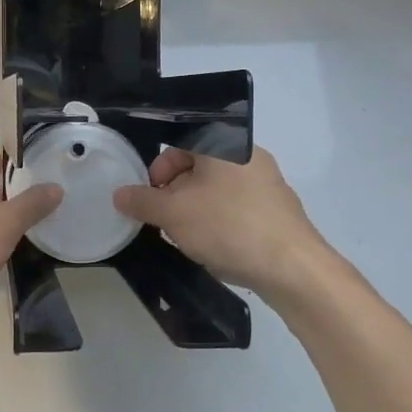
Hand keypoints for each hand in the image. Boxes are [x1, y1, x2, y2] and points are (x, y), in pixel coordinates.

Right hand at [113, 146, 333, 301]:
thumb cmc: (227, 226)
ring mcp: (268, 184)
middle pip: (198, 168)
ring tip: (189, 238)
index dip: (158, 170)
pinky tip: (217, 248)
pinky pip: (238, 208)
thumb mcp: (173, 214)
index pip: (179, 144)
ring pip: (217, 190)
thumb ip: (142, 201)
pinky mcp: (279, 212)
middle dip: (175, 194)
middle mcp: (249, 156)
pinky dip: (220, 223)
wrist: (292, 267)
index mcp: (224, 144)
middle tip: (165, 221)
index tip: (151, 199)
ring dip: (196, 210)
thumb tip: (120, 194)